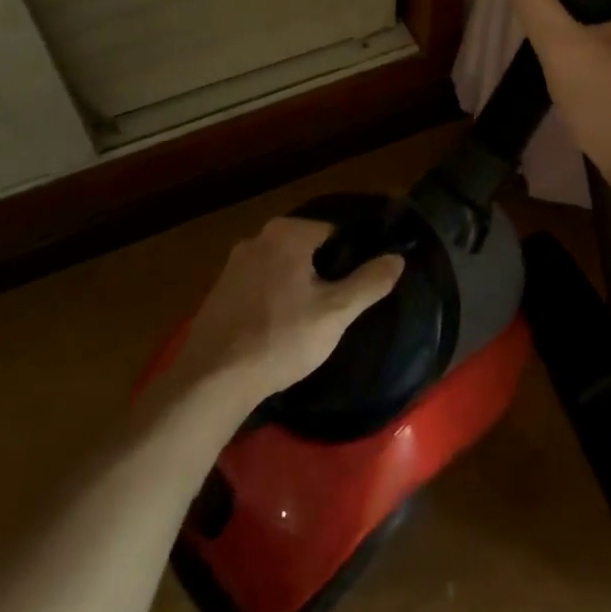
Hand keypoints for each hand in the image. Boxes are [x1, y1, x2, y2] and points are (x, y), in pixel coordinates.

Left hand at [168, 217, 404, 407]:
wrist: (213, 379)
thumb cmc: (281, 339)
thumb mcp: (335, 313)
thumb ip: (369, 282)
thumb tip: (397, 258)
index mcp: (288, 233)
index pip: (334, 231)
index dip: (352, 256)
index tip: (360, 284)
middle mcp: (258, 237)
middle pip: (306, 247)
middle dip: (323, 270)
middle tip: (337, 305)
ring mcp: (234, 263)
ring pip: (281, 266)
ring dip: (297, 284)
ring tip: (310, 320)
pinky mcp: (219, 289)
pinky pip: (258, 283)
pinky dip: (272, 297)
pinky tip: (278, 328)